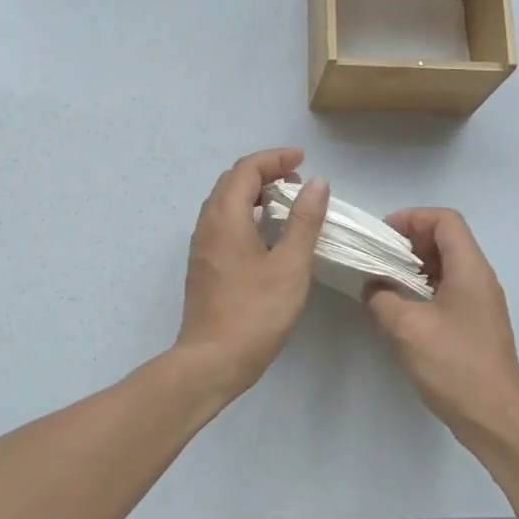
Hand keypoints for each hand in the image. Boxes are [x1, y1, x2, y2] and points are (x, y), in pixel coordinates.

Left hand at [173, 148, 329, 401]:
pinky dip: (246, 214)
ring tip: (286, 204)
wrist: (212, 360)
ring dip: (254, 193)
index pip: (246, 169)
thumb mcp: (290, 265)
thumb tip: (316, 183)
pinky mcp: (204, 265)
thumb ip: (304, 221)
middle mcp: (207, 224)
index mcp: (225, 217)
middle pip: (232, 182)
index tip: (303, 161)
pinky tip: (268, 235)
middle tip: (297, 181)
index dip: (275, 158)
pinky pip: (223, 223)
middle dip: (264, 172)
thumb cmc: (255, 312)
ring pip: (225, 203)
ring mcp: (202, 246)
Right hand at [364, 208, 518, 452]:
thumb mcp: (406, 328)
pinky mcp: (476, 325)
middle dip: (410, 241)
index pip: (445, 220)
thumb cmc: (454, 366)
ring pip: (447, 266)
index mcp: (470, 269)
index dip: (412, 218)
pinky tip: (401, 309)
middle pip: (447, 239)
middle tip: (378, 257)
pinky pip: (448, 290)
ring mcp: (480, 303)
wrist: (495, 419)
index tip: (382, 235)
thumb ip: (381, 297)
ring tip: (383, 281)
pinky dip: (423, 288)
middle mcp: (480, 279)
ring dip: (415, 267)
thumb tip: (373, 285)